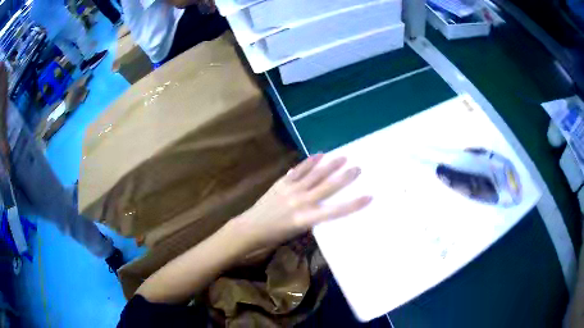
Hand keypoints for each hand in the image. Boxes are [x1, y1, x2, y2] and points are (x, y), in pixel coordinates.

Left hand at [235, 154, 371, 248]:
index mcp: (306, 219)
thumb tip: (325, 204)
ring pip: (315, 175)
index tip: (369, 196)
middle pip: (328, 187)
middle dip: (345, 177)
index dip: (354, 204)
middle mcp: (301, 202)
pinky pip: (299, 170)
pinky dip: (310, 162)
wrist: (251, 228)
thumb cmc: (276, 236)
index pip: (335, 211)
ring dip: (330, 165)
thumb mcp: (298, 232)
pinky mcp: (282, 182)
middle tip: (358, 168)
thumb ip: (312, 217)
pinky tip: (319, 154)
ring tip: (343, 156)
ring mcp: (291, 190)